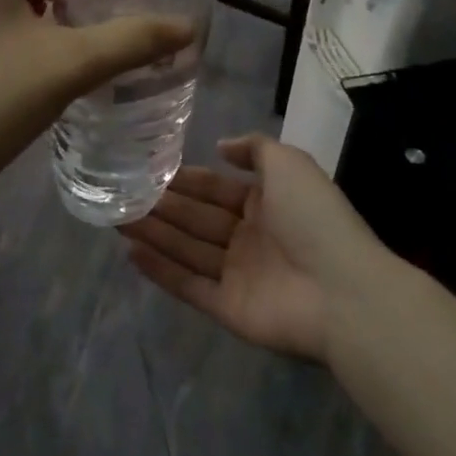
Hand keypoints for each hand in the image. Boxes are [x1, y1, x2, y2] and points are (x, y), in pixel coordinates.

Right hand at [119, 135, 382, 361]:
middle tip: (120, 193)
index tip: (148, 169)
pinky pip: (188, 285)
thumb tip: (221, 147)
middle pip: (196, 218)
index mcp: (266, 203)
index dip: (185, 180)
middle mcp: (249, 237)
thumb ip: (254, 148)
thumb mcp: (289, 163)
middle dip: (161, 205)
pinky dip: (160, 271)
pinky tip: (130, 253)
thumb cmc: (313, 218)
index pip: (215, 188)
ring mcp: (238, 274)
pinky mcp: (227, 308)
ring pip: (187, 249)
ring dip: (153, 233)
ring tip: (115, 217)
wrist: (340, 290)